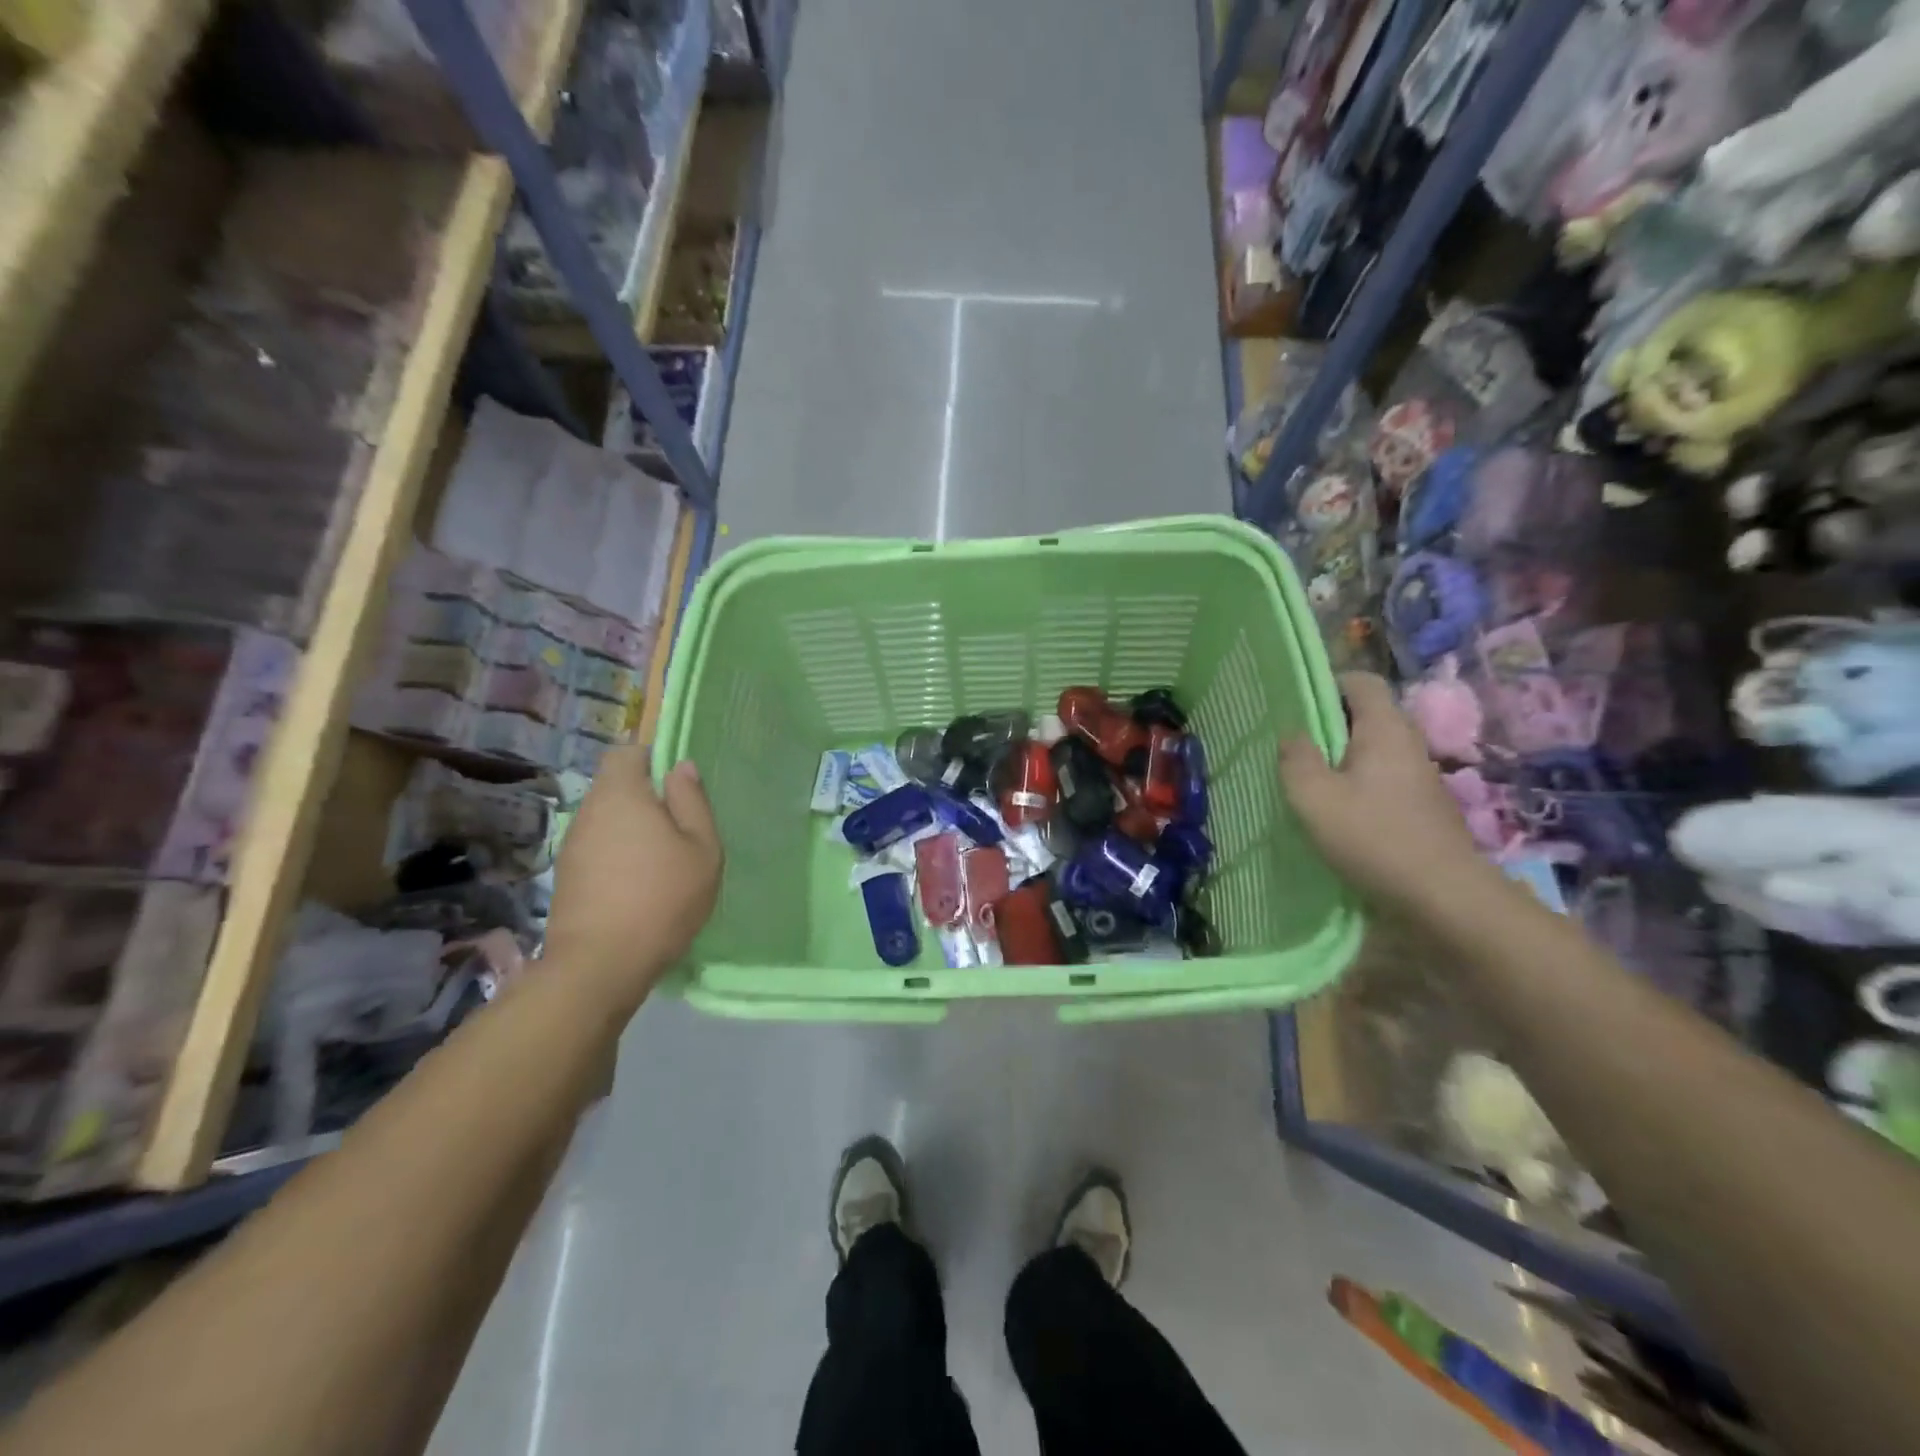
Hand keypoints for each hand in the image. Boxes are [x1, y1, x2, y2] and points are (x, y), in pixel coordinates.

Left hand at [544, 746, 722, 1013]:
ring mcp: (572, 846)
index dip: (651, 759)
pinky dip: (617, 857)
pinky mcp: (566, 877)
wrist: (600, 964)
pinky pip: (597, 850)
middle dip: (645, 799)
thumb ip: (691, 801)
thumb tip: (680, 767)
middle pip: (615, 787)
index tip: (677, 785)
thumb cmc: (662, 897)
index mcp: (621, 794)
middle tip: (679, 829)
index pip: (626, 752)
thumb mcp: (701, 847)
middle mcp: (589, 812)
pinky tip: (638, 887)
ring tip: (661, 862)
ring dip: (631, 831)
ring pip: (606, 821)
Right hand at [1278, 672, 1490, 916]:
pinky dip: (1357, 786)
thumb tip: (1293, 736)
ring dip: (1340, 761)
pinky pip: (1382, 780)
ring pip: (1373, 751)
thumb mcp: (1314, 797)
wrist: (1444, 897)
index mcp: (1385, 729)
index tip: (1294, 708)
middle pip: (1366, 716)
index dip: (1327, 685)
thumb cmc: (1373, 837)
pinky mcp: (1422, 807)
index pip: (1361, 681)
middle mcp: (1408, 744)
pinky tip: (1336, 815)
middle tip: (1292, 749)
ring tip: (1308, 784)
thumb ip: (1296, 759)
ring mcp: (1419, 777)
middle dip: (1328, 727)